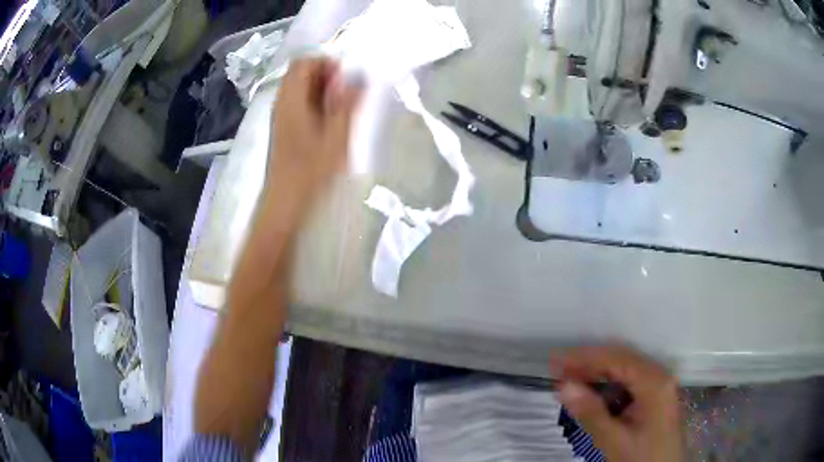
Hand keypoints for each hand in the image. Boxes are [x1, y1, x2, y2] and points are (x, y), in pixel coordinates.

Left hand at [265, 57, 361, 228]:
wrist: (285, 200)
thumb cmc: (311, 169)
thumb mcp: (337, 135)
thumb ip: (348, 103)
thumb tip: (359, 76)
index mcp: (292, 99)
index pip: (304, 62)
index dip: (327, 62)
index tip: (347, 77)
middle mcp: (282, 101)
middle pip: (301, 72)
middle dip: (326, 75)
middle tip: (347, 93)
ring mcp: (280, 115)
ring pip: (299, 87)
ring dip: (321, 89)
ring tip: (340, 107)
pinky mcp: (282, 127)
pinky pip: (298, 102)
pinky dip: (314, 102)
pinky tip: (328, 121)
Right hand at [554, 346, 684, 461]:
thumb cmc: (642, 458)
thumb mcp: (614, 440)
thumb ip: (591, 413)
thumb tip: (564, 386)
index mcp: (654, 383)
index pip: (616, 359)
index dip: (585, 358)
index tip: (556, 361)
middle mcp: (659, 376)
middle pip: (621, 361)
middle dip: (588, 365)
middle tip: (558, 372)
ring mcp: (659, 385)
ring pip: (624, 371)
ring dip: (597, 375)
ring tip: (570, 383)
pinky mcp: (655, 396)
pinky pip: (629, 383)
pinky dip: (608, 387)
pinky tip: (592, 397)